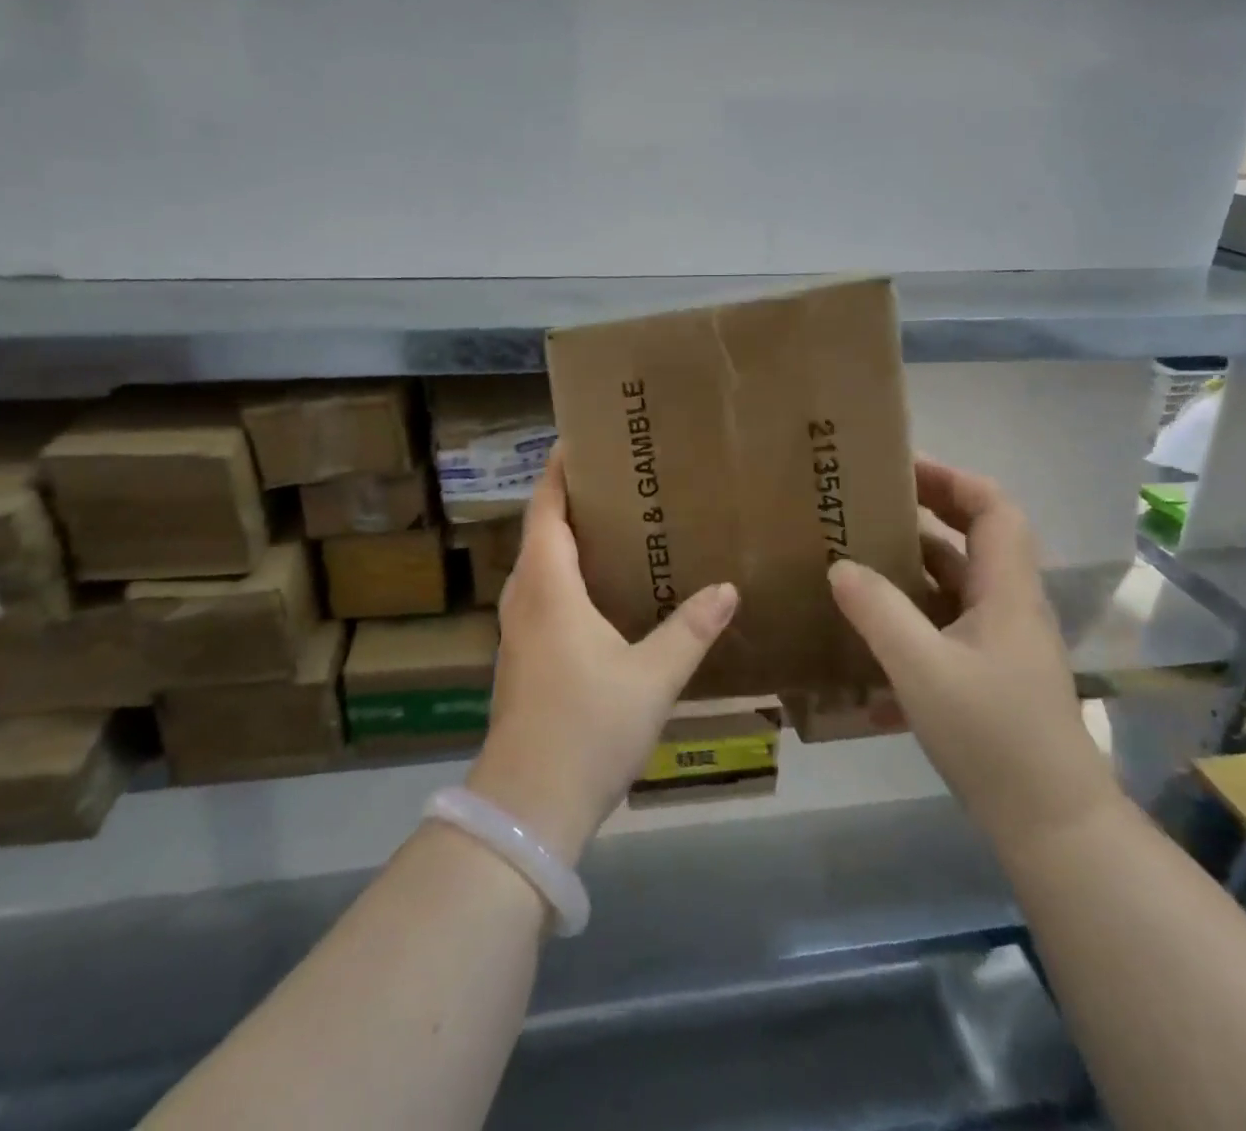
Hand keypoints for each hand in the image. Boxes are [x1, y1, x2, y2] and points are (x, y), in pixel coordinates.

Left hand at [466, 448, 737, 864]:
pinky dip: (565, 575)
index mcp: (548, 586)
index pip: (546, 509)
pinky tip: (600, 593)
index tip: (576, 441)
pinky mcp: (521, 658)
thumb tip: (728, 590)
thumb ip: (690, 631)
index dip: (556, 472)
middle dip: (568, 501)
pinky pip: (541, 595)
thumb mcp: (651, 676)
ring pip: (539, 566)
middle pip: (540, 532)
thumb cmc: (588, 725)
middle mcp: (525, 598)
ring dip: (566, 540)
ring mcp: (517, 630)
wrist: (528, 804)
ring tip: (613, 528)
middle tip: (616, 482)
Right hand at [828, 458, 1120, 854]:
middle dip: (926, 514)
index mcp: (1007, 591)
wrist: (1051, 824)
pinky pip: (948, 623)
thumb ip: (878, 612)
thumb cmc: (992, 736)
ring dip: (913, 564)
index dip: (952, 479)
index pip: (993, 509)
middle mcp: (1009, 607)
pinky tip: (871, 630)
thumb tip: (839, 566)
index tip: (900, 469)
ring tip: (858, 556)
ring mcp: (1002, 643)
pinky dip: (913, 612)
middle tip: (868, 506)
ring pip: (958, 583)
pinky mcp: (990, 674)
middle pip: (975, 539)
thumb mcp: (922, 668)